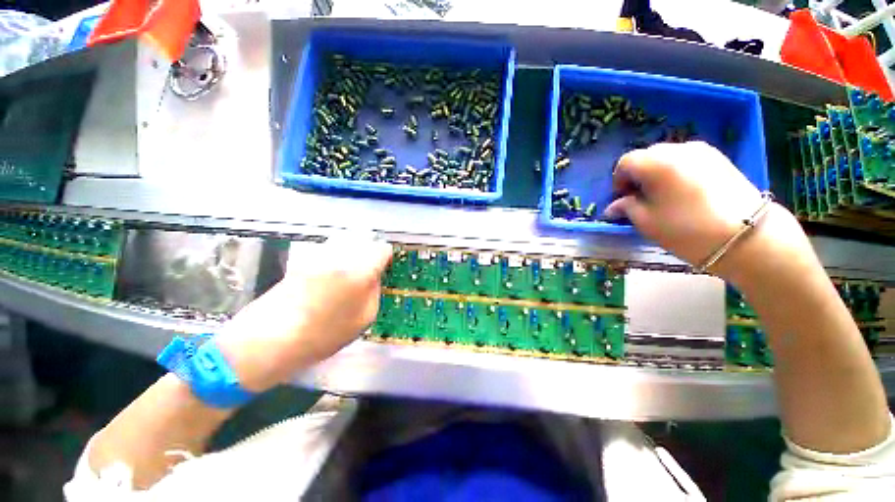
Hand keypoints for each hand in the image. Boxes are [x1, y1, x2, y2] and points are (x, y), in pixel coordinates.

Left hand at [213, 233, 392, 391]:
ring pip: (345, 241)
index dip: (386, 257)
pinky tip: (331, 274)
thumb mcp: (362, 320)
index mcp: (359, 271)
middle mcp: (340, 256)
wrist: (266, 341)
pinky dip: (336, 255)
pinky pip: (328, 249)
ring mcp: (318, 256)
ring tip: (350, 271)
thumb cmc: (322, 336)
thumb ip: (374, 292)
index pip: (381, 249)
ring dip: (353, 251)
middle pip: (364, 240)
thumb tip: (374, 276)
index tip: (384, 268)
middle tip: (369, 270)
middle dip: (370, 252)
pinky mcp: (302, 260)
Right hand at [605, 141, 765, 266]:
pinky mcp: (719, 158)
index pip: (625, 162)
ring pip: (667, 157)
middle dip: (637, 175)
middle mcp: (678, 149)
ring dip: (657, 173)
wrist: (747, 236)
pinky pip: (687, 160)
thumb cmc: (687, 229)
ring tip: (663, 196)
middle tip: (640, 198)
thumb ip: (626, 208)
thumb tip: (614, 206)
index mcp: (655, 163)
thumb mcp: (646, 222)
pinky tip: (683, 192)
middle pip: (646, 156)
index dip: (618, 181)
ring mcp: (702, 151)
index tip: (622, 199)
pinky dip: (677, 172)